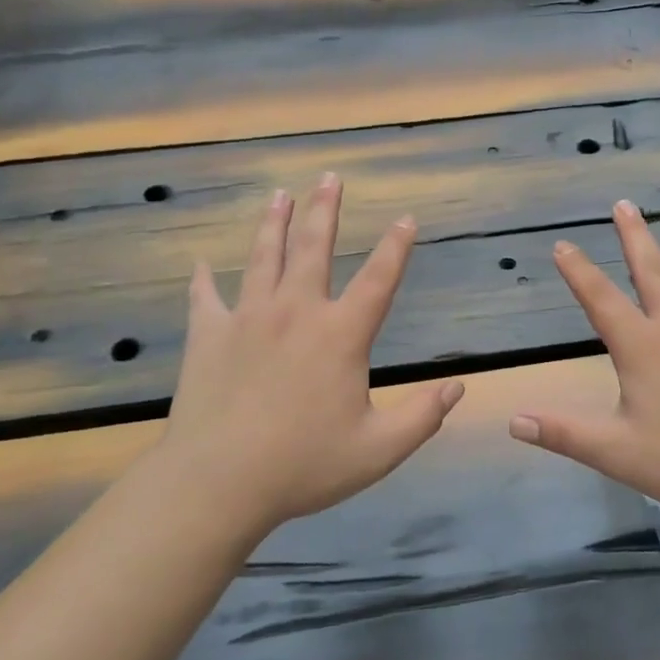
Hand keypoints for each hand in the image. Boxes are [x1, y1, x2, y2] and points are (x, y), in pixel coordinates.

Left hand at [157, 173, 464, 535]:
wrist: (218, 481)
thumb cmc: (304, 465)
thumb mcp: (379, 449)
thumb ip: (423, 416)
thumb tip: (458, 386)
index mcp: (340, 335)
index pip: (378, 279)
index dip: (396, 247)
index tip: (406, 219)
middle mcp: (296, 312)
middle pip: (314, 248)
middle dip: (325, 210)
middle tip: (329, 177)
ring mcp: (248, 318)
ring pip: (263, 258)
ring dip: (273, 223)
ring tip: (279, 195)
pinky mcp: (209, 335)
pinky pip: (206, 298)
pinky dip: (204, 280)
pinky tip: (201, 264)